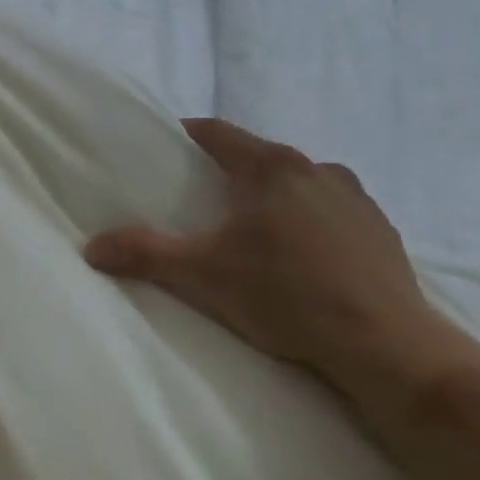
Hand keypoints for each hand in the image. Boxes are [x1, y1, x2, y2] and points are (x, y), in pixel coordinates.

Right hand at [84, 118, 459, 409]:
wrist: (388, 347)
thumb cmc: (286, 295)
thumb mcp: (202, 275)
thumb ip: (144, 254)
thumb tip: (91, 248)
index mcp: (271, 167)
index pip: (217, 132)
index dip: (186, 135)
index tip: (163, 150)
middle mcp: (316, 170)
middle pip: (257, 156)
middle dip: (227, 170)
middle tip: (199, 197)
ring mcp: (356, 198)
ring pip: (298, 181)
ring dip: (271, 194)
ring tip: (250, 227)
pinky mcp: (382, 230)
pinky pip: (331, 208)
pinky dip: (307, 218)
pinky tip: (300, 254)